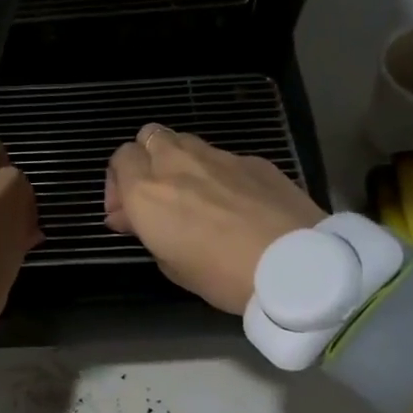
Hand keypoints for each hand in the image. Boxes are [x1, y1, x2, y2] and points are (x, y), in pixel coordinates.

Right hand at [105, 123, 325, 313]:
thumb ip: (145, 232)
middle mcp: (176, 162)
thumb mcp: (171, 265)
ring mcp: (217, 156)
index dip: (119, 182)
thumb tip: (129, 217)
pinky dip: (216, 172)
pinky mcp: (252, 160)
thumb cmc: (221, 275)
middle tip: (154, 194)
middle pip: (148, 137)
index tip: (126, 212)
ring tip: (191, 192)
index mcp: (146, 191)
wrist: (294, 264)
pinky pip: (222, 157)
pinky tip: (233, 200)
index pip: (120, 159)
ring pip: (184, 140)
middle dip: (146, 160)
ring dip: (178, 160)